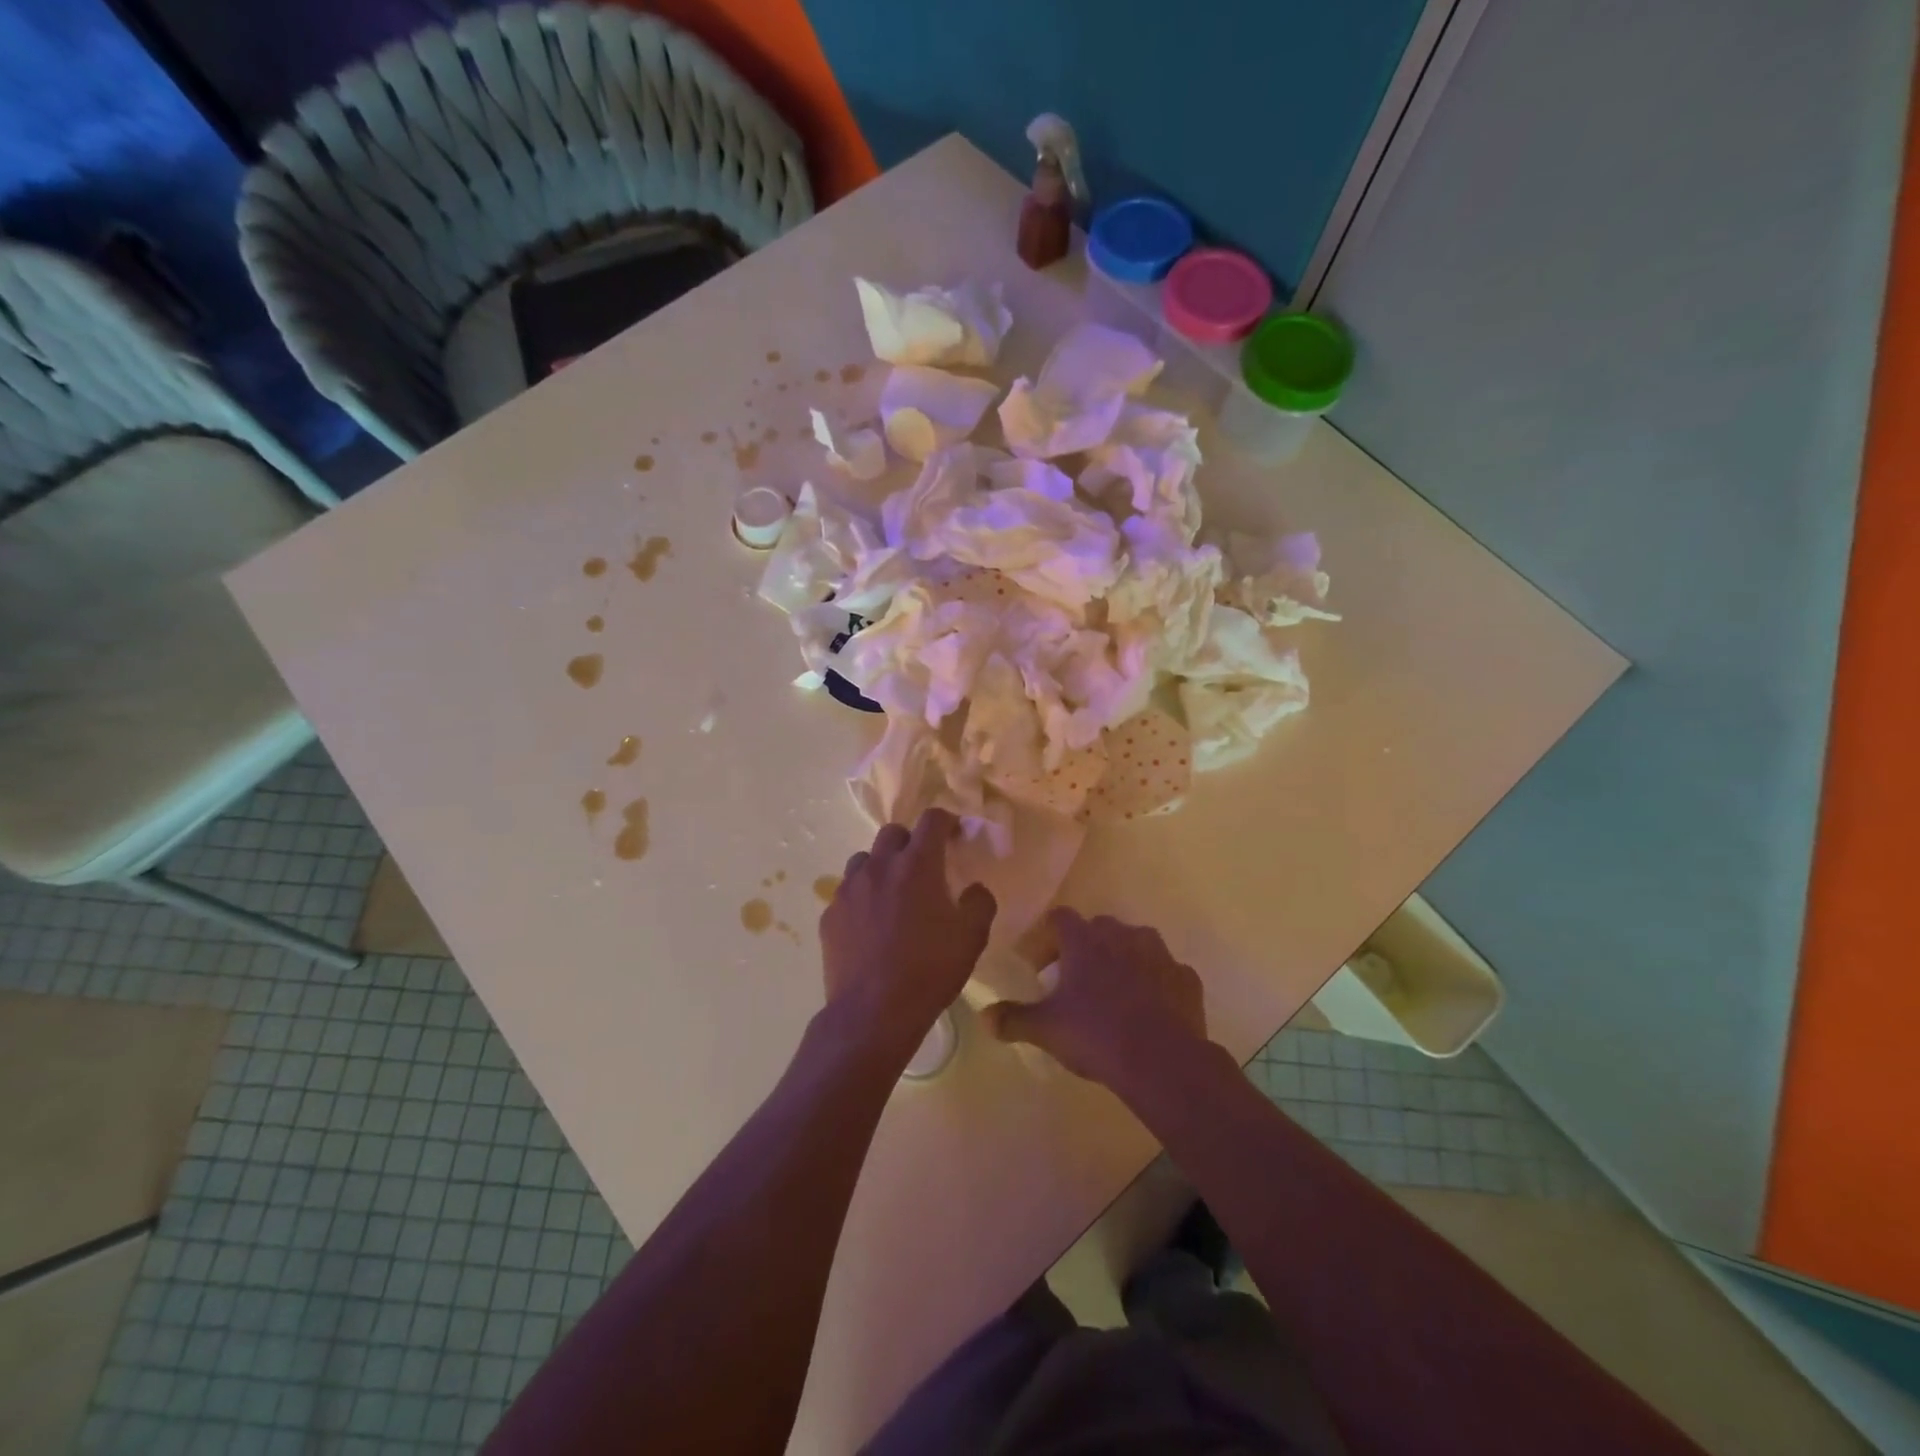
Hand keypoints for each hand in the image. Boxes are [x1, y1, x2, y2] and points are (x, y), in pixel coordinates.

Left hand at [820, 809, 996, 1060]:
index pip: (932, 820)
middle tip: (924, 867)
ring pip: (865, 860)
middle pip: (893, 833)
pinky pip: (847, 893)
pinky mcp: (830, 915)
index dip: (946, 821)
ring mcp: (849, 890)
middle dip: (911, 842)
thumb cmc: (929, 971)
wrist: (873, 1013)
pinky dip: (862, 898)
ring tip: (893, 894)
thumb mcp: (972, 938)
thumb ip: (979, 903)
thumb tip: (974, 889)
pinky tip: (870, 925)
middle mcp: (879, 867)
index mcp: (917, 865)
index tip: (954, 834)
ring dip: (882, 867)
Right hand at [985, 909, 1208, 1090]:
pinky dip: (1154, 983)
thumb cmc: (1096, 1035)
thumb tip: (984, 1017)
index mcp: (1085, 940)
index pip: (1059, 918)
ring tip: (1113, 994)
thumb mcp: (1046, 1030)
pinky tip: (1148, 1011)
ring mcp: (1159, 953)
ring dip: (1122, 960)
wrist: (1163, 1061)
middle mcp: (1122, 935)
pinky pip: (1164, 972)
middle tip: (1074, 982)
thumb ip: (1013, 1019)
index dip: (1046, 938)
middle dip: (1084, 948)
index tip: (1039, 967)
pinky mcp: (1186, 977)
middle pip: (1098, 928)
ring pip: (1135, 944)